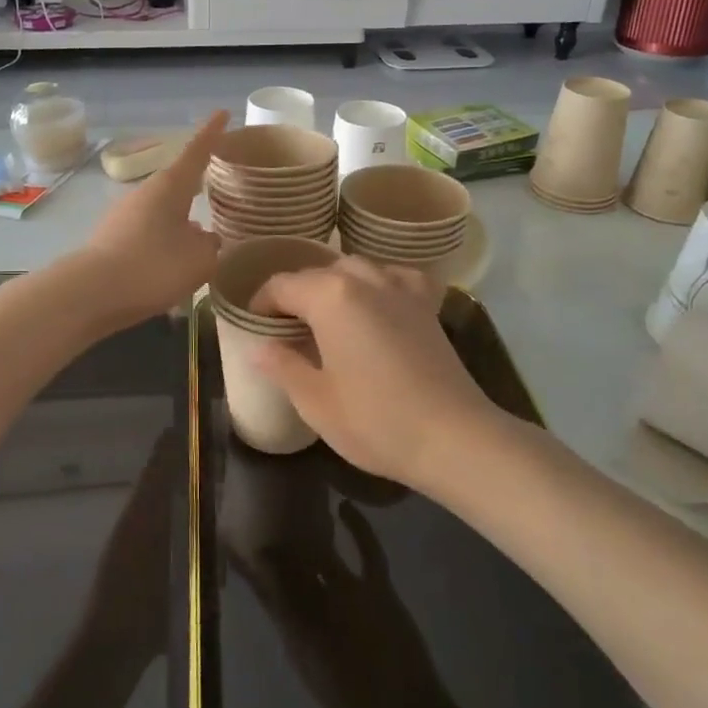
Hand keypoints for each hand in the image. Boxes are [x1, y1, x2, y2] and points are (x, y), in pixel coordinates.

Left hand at [80, 111, 226, 323]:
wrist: (91, 293)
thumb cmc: (153, 267)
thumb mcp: (199, 260)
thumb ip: (210, 245)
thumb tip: (206, 238)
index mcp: (170, 186)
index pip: (197, 151)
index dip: (212, 133)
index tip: (223, 112)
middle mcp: (145, 193)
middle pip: (177, 182)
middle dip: (196, 183)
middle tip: (217, 184)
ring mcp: (124, 215)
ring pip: (162, 210)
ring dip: (180, 219)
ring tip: (199, 238)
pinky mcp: (112, 239)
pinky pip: (147, 232)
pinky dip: (163, 240)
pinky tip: (171, 263)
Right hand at [250, 257, 500, 487]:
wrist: (453, 437)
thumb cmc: (374, 420)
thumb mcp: (315, 400)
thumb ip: (282, 365)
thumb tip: (258, 347)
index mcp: (330, 296)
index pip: (281, 286)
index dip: (261, 304)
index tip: (254, 327)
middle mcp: (365, 278)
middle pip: (318, 274)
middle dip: (296, 295)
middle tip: (285, 330)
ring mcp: (401, 287)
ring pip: (356, 269)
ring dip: (334, 287)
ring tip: (326, 320)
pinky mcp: (427, 303)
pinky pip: (394, 277)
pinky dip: (378, 284)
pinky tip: (376, 306)